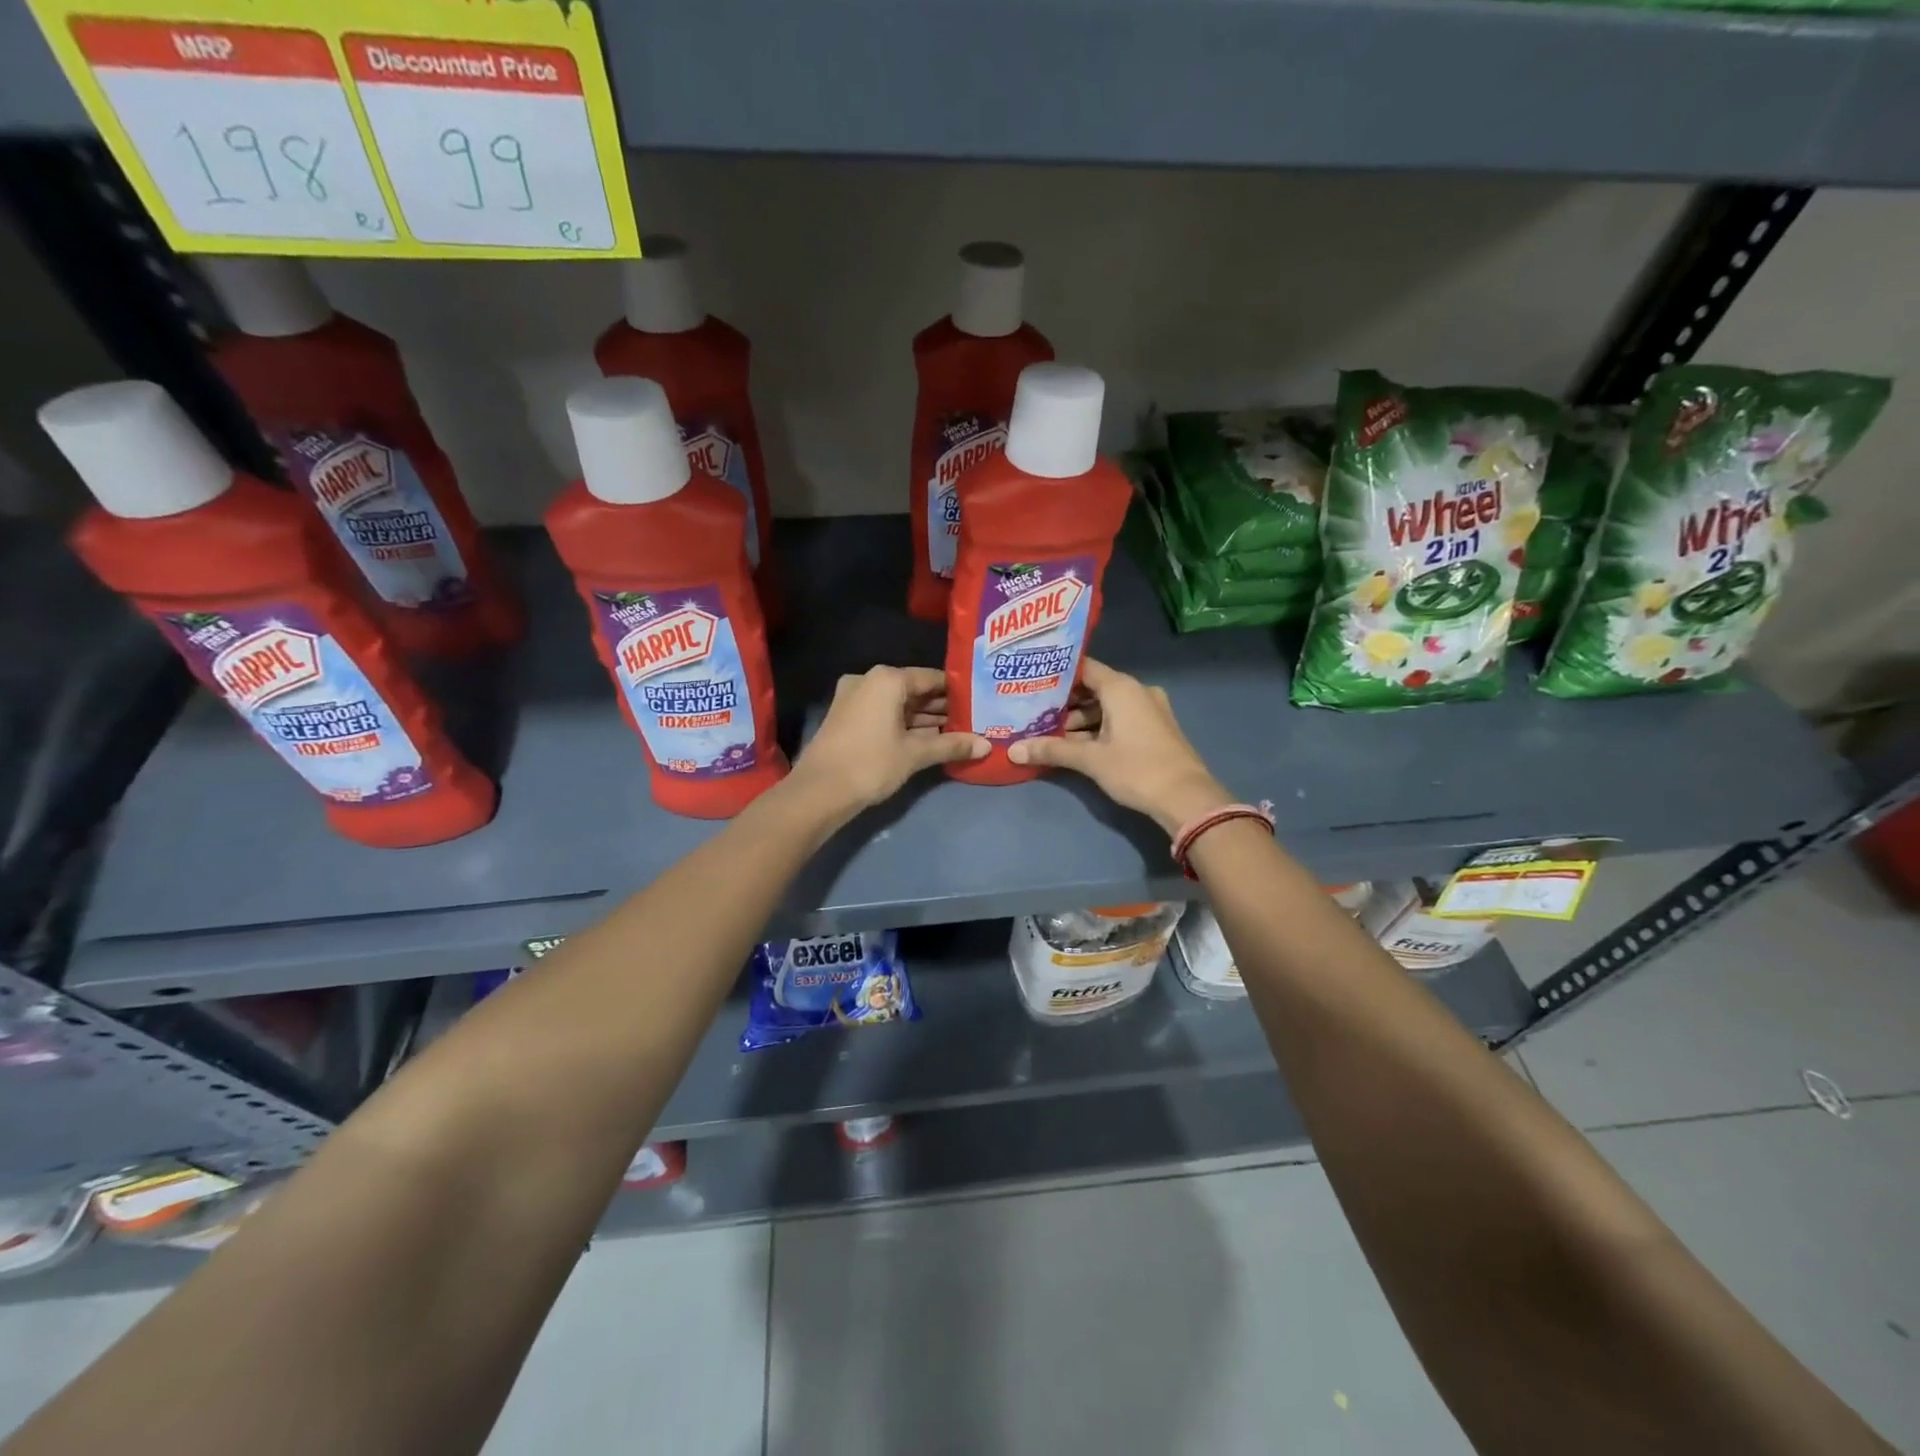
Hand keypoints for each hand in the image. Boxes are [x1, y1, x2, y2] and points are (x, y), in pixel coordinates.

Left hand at [790, 665, 987, 813]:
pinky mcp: (846, 717)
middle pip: (914, 690)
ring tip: (956, 732)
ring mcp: (854, 698)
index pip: (931, 678)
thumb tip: (986, 746)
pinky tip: (928, 739)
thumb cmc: (871, 763)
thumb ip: (952, 745)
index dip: (957, 692)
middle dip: (941, 707)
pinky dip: (904, 724)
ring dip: (923, 718)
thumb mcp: (915, 754)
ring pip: (898, 704)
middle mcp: (869, 680)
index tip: (979, 703)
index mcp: (887, 679)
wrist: (819, 791)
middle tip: (972, 721)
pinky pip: (883, 713)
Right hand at [1008, 658, 1230, 833]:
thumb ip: (1052, 750)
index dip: (1057, 674)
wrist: (1186, 798)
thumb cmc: (1136, 769)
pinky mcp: (1154, 729)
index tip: (1031, 681)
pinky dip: (1098, 728)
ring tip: (1049, 733)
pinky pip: (1119, 719)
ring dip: (1080, 720)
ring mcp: (1149, 710)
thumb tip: (1013, 751)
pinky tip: (1075, 745)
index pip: (1083, 668)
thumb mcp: (1090, 760)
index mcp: (1121, 687)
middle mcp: (1137, 691)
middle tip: (1033, 712)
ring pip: (1106, 707)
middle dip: (1064, 702)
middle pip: (1094, 688)